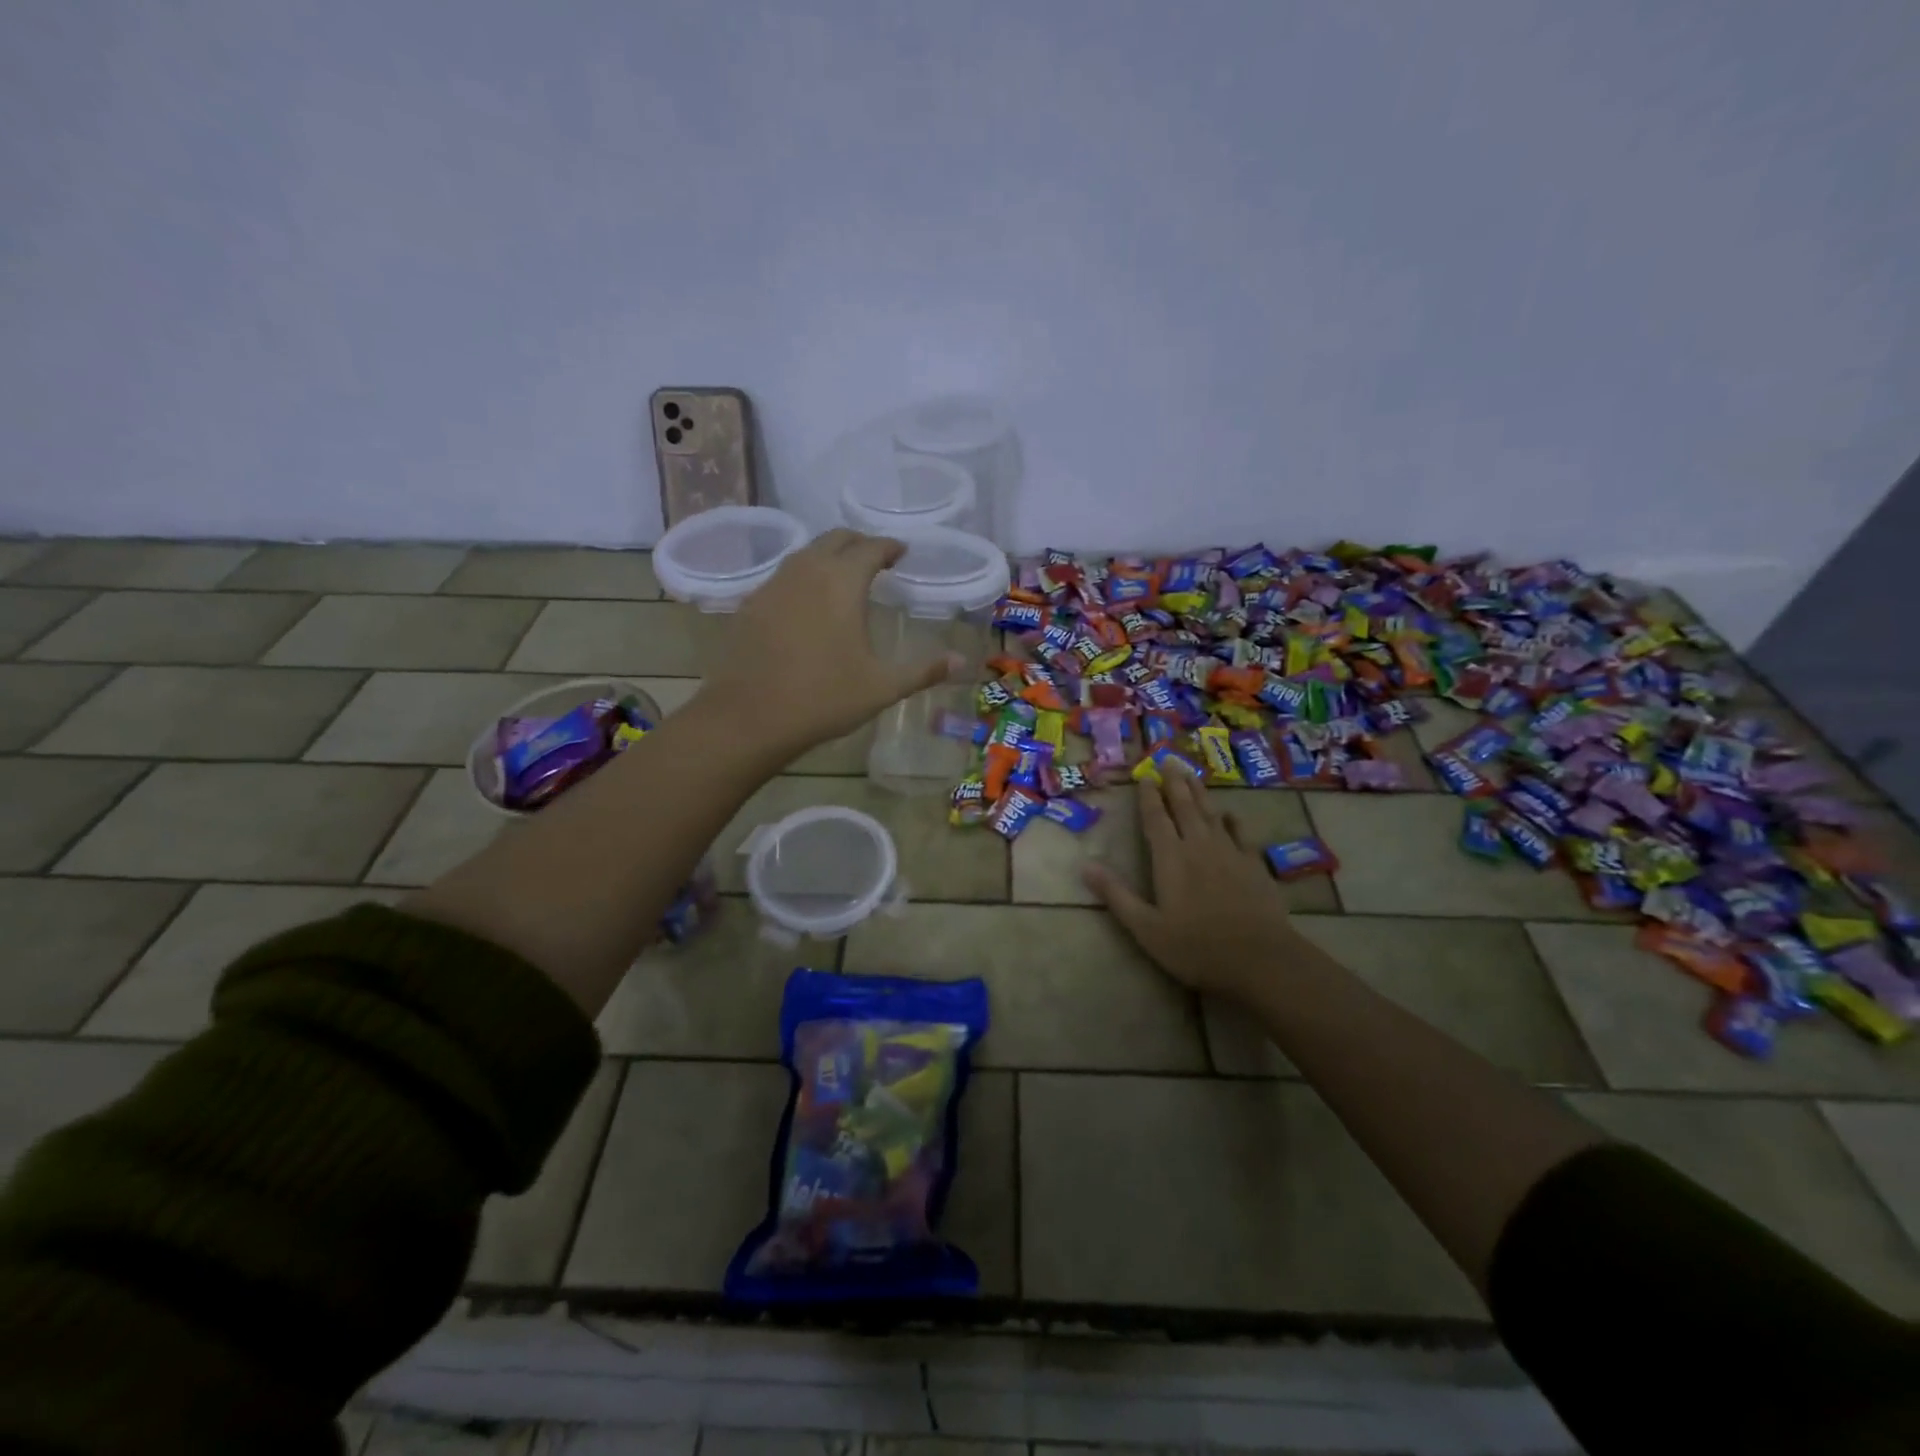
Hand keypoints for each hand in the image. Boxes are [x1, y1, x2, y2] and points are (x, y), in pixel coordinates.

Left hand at [696, 529, 960, 753]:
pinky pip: (784, 575)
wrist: (749, 717)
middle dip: (859, 543)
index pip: (870, 548)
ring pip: (806, 553)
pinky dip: (803, 576)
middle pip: (835, 539)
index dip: (889, 547)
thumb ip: (923, 671)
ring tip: (844, 577)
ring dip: (828, 556)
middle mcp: (807, 571)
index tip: (901, 553)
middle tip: (876, 559)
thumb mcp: (882, 687)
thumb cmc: (823, 698)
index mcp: (842, 582)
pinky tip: (808, 603)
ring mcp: (774, 584)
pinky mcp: (751, 603)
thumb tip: (962, 662)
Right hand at [1083, 764, 1311, 1005]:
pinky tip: (1229, 814)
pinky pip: (1240, 833)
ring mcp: (1230, 853)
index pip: (1156, 818)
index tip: (1145, 776)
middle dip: (1175, 783)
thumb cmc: (1196, 947)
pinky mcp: (1254, 865)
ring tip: (1192, 774)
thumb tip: (1085, 865)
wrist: (1260, 959)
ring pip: (1211, 813)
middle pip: (1184, 807)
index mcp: (1170, 858)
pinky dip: (1231, 820)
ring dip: (1200, 793)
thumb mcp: (1146, 927)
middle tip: (1169, 760)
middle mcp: (1199, 846)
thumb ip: (1116, 895)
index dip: (1149, 796)